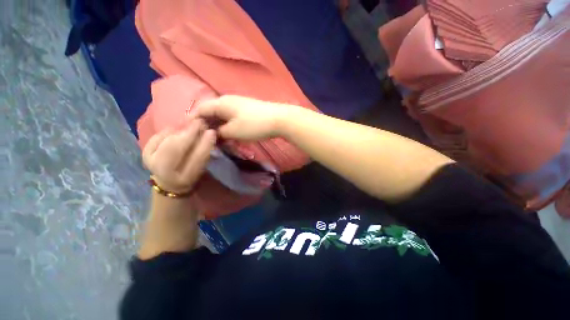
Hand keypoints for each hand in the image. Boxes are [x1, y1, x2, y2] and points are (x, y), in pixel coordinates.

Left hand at [142, 118, 216, 193]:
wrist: (168, 181)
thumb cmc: (190, 174)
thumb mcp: (201, 169)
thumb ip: (204, 154)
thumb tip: (209, 133)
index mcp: (184, 179)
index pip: (196, 159)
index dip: (204, 145)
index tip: (211, 132)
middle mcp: (164, 173)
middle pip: (175, 149)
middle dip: (189, 133)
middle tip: (200, 122)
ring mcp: (151, 162)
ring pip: (166, 141)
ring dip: (180, 130)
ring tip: (191, 124)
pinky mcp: (144, 153)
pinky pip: (157, 136)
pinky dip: (169, 130)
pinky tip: (177, 129)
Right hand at [195, 95, 293, 140]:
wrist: (278, 119)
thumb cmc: (254, 125)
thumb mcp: (233, 131)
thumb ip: (219, 133)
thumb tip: (212, 134)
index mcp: (220, 103)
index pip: (199, 110)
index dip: (193, 122)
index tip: (189, 135)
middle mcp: (227, 100)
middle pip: (210, 112)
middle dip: (206, 126)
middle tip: (204, 140)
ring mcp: (238, 104)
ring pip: (221, 116)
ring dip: (217, 127)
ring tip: (216, 140)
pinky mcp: (246, 110)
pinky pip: (231, 117)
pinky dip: (227, 126)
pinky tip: (229, 134)